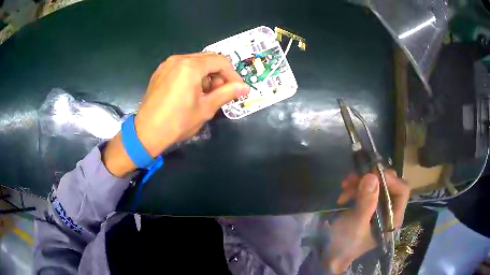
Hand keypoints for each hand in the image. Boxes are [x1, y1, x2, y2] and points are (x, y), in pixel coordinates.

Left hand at [102, 52, 248, 176]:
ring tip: (206, 94)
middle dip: (220, 74)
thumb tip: (245, 88)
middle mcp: (179, 59)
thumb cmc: (177, 122)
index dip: (233, 74)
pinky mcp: (160, 72)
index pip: (221, 61)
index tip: (238, 89)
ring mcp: (167, 64)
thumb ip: (227, 93)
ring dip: (207, 75)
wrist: (146, 133)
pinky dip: (193, 76)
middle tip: (222, 92)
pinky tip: (192, 92)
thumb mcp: (206, 108)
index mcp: (191, 66)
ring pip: (196, 63)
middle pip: (208, 59)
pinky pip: (183, 67)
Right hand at [325, 170, 409, 273]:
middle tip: (355, 177)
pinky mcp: (367, 206)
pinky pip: (365, 189)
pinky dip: (354, 188)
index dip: (390, 180)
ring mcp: (378, 208)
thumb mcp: (356, 225)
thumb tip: (372, 175)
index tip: (372, 174)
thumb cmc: (346, 244)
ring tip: (344, 186)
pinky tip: (343, 195)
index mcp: (393, 219)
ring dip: (360, 182)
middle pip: (389, 185)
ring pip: (376, 184)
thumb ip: (367, 202)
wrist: (330, 255)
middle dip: (372, 179)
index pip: (402, 191)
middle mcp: (389, 211)